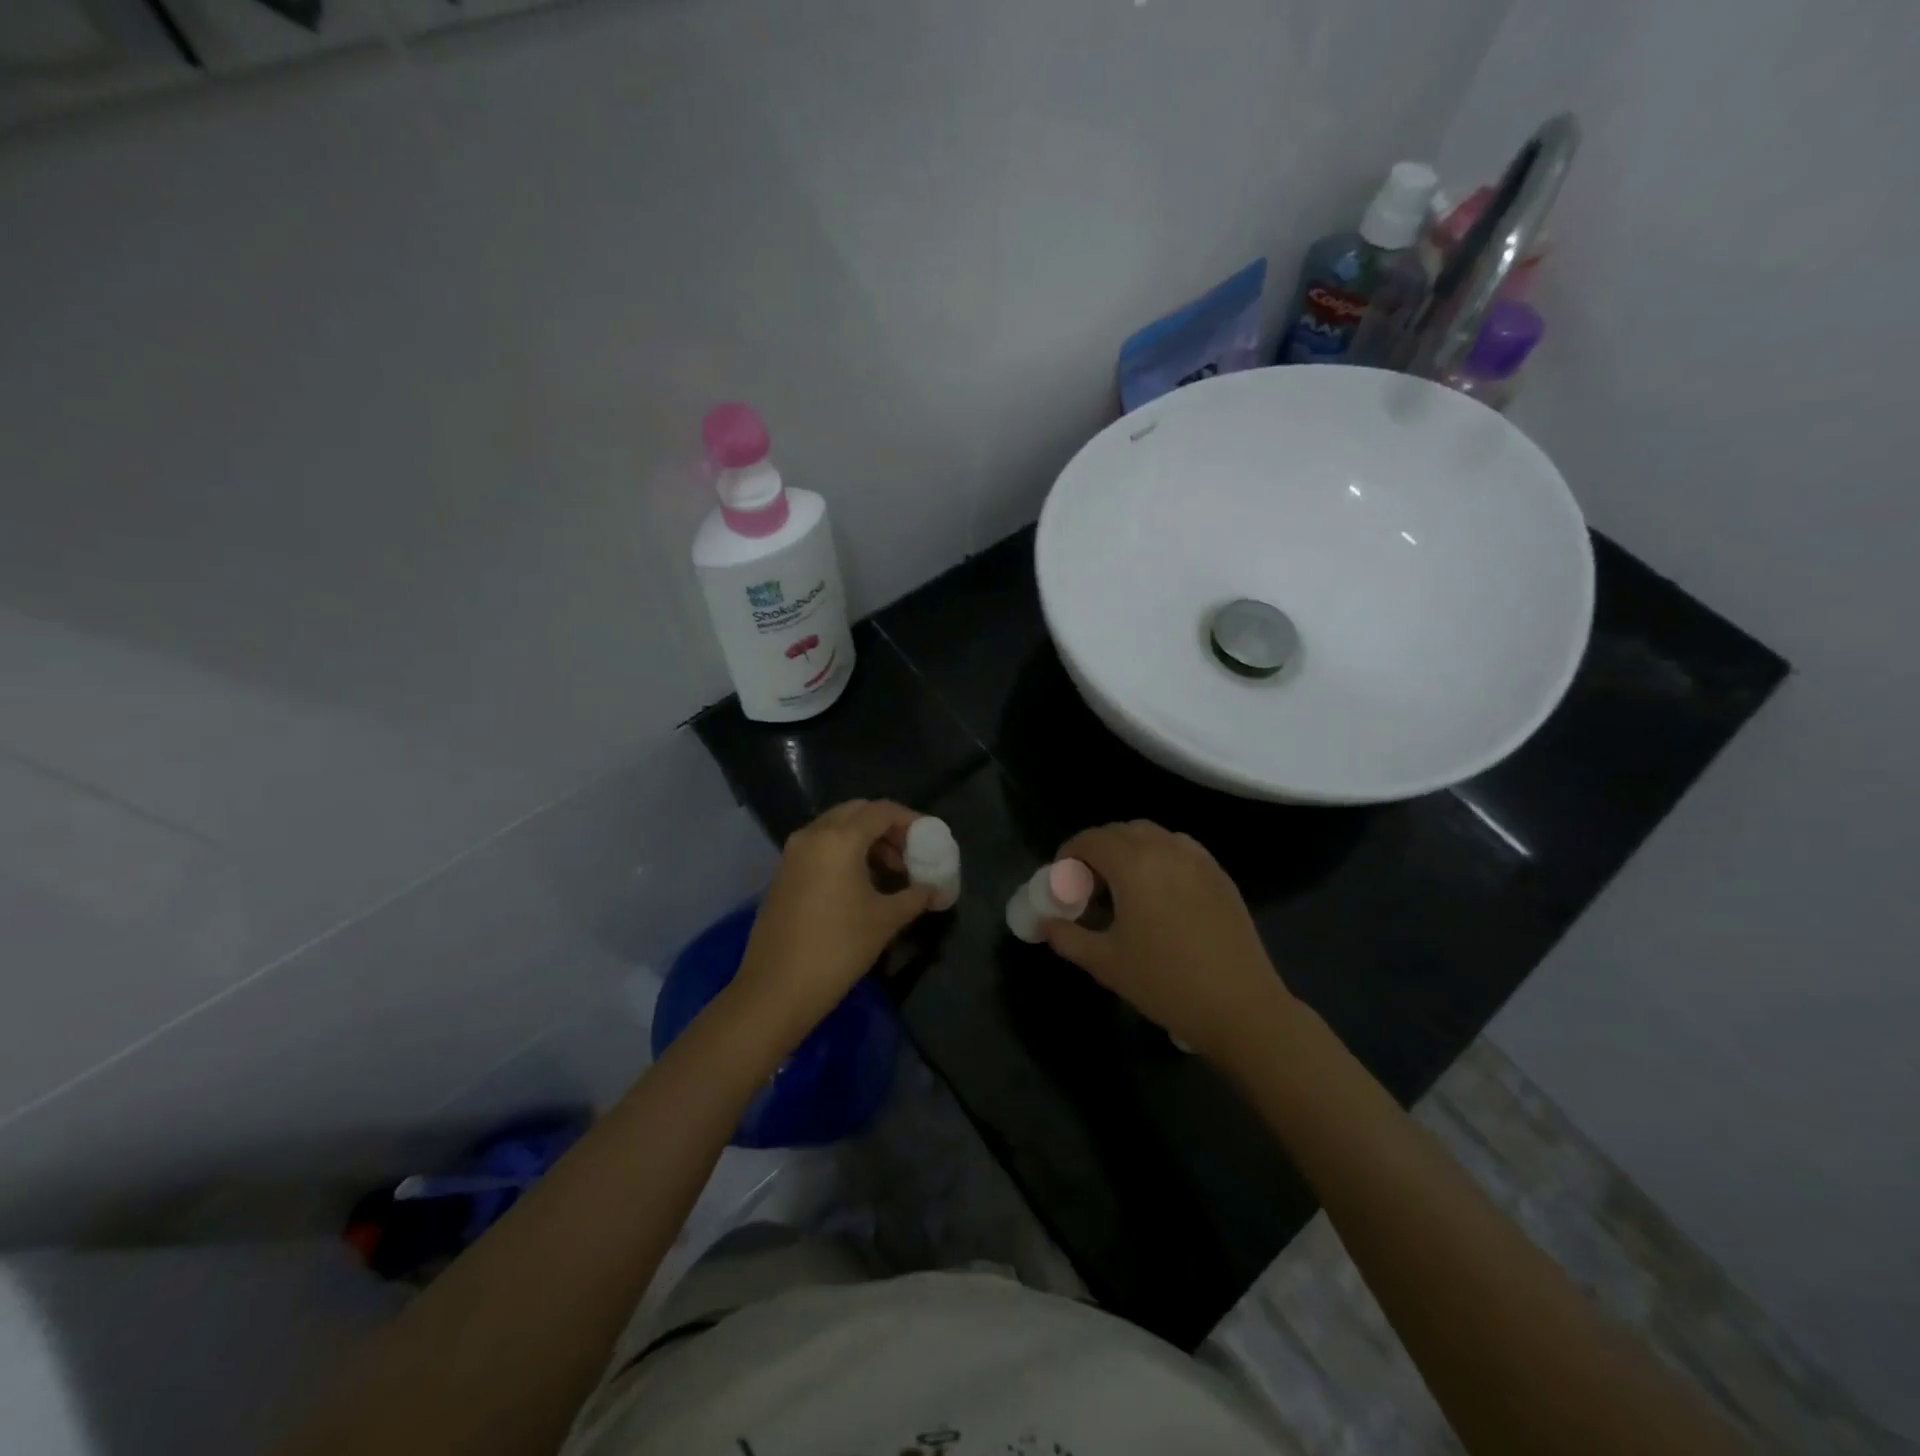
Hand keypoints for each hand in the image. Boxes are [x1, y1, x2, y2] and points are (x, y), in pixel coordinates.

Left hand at [727, 800, 935, 1045]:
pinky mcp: (782, 873)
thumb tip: (937, 889)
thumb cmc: (838, 948)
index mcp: (839, 838)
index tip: (930, 839)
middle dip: (886, 828)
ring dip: (864, 840)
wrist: (777, 989)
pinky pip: (819, 847)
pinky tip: (859, 885)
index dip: (910, 820)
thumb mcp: (885, 920)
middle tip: (909, 854)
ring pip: (835, 828)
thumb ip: (916, 896)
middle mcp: (812, 835)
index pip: (881, 811)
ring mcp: (792, 853)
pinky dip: (843, 852)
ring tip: (889, 873)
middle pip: (856, 812)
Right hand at [1041, 821, 1294, 1063]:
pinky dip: (1159, 857)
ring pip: (1153, 836)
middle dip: (1098, 851)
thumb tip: (1046, 924)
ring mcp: (1198, 860)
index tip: (1062, 882)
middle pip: (1121, 831)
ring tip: (1124, 888)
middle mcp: (1166, 849)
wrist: (1241, 1007)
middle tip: (1089, 888)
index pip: (1091, 839)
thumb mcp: (1105, 963)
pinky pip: (1180, 849)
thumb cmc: (1165, 982)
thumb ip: (1067, 937)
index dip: (1069, 855)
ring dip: (1129, 850)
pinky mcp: (1220, 875)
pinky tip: (1159, 894)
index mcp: (1134, 864)